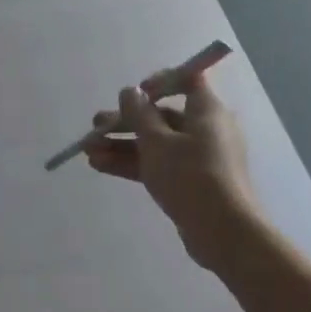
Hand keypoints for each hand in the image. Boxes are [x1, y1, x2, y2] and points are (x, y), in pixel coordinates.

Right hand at [84, 70, 261, 269]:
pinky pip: (157, 164)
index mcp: (206, 111)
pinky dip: (131, 163)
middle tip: (96, 125)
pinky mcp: (189, 181)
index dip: (161, 81)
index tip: (136, 92)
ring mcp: (196, 157)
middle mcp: (205, 129)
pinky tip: (100, 165)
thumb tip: (130, 92)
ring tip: (88, 151)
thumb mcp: (157, 141)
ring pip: (154, 143)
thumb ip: (139, 114)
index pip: (188, 80)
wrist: (222, 231)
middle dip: (125, 121)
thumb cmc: (191, 175)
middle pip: (161, 116)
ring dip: (121, 145)